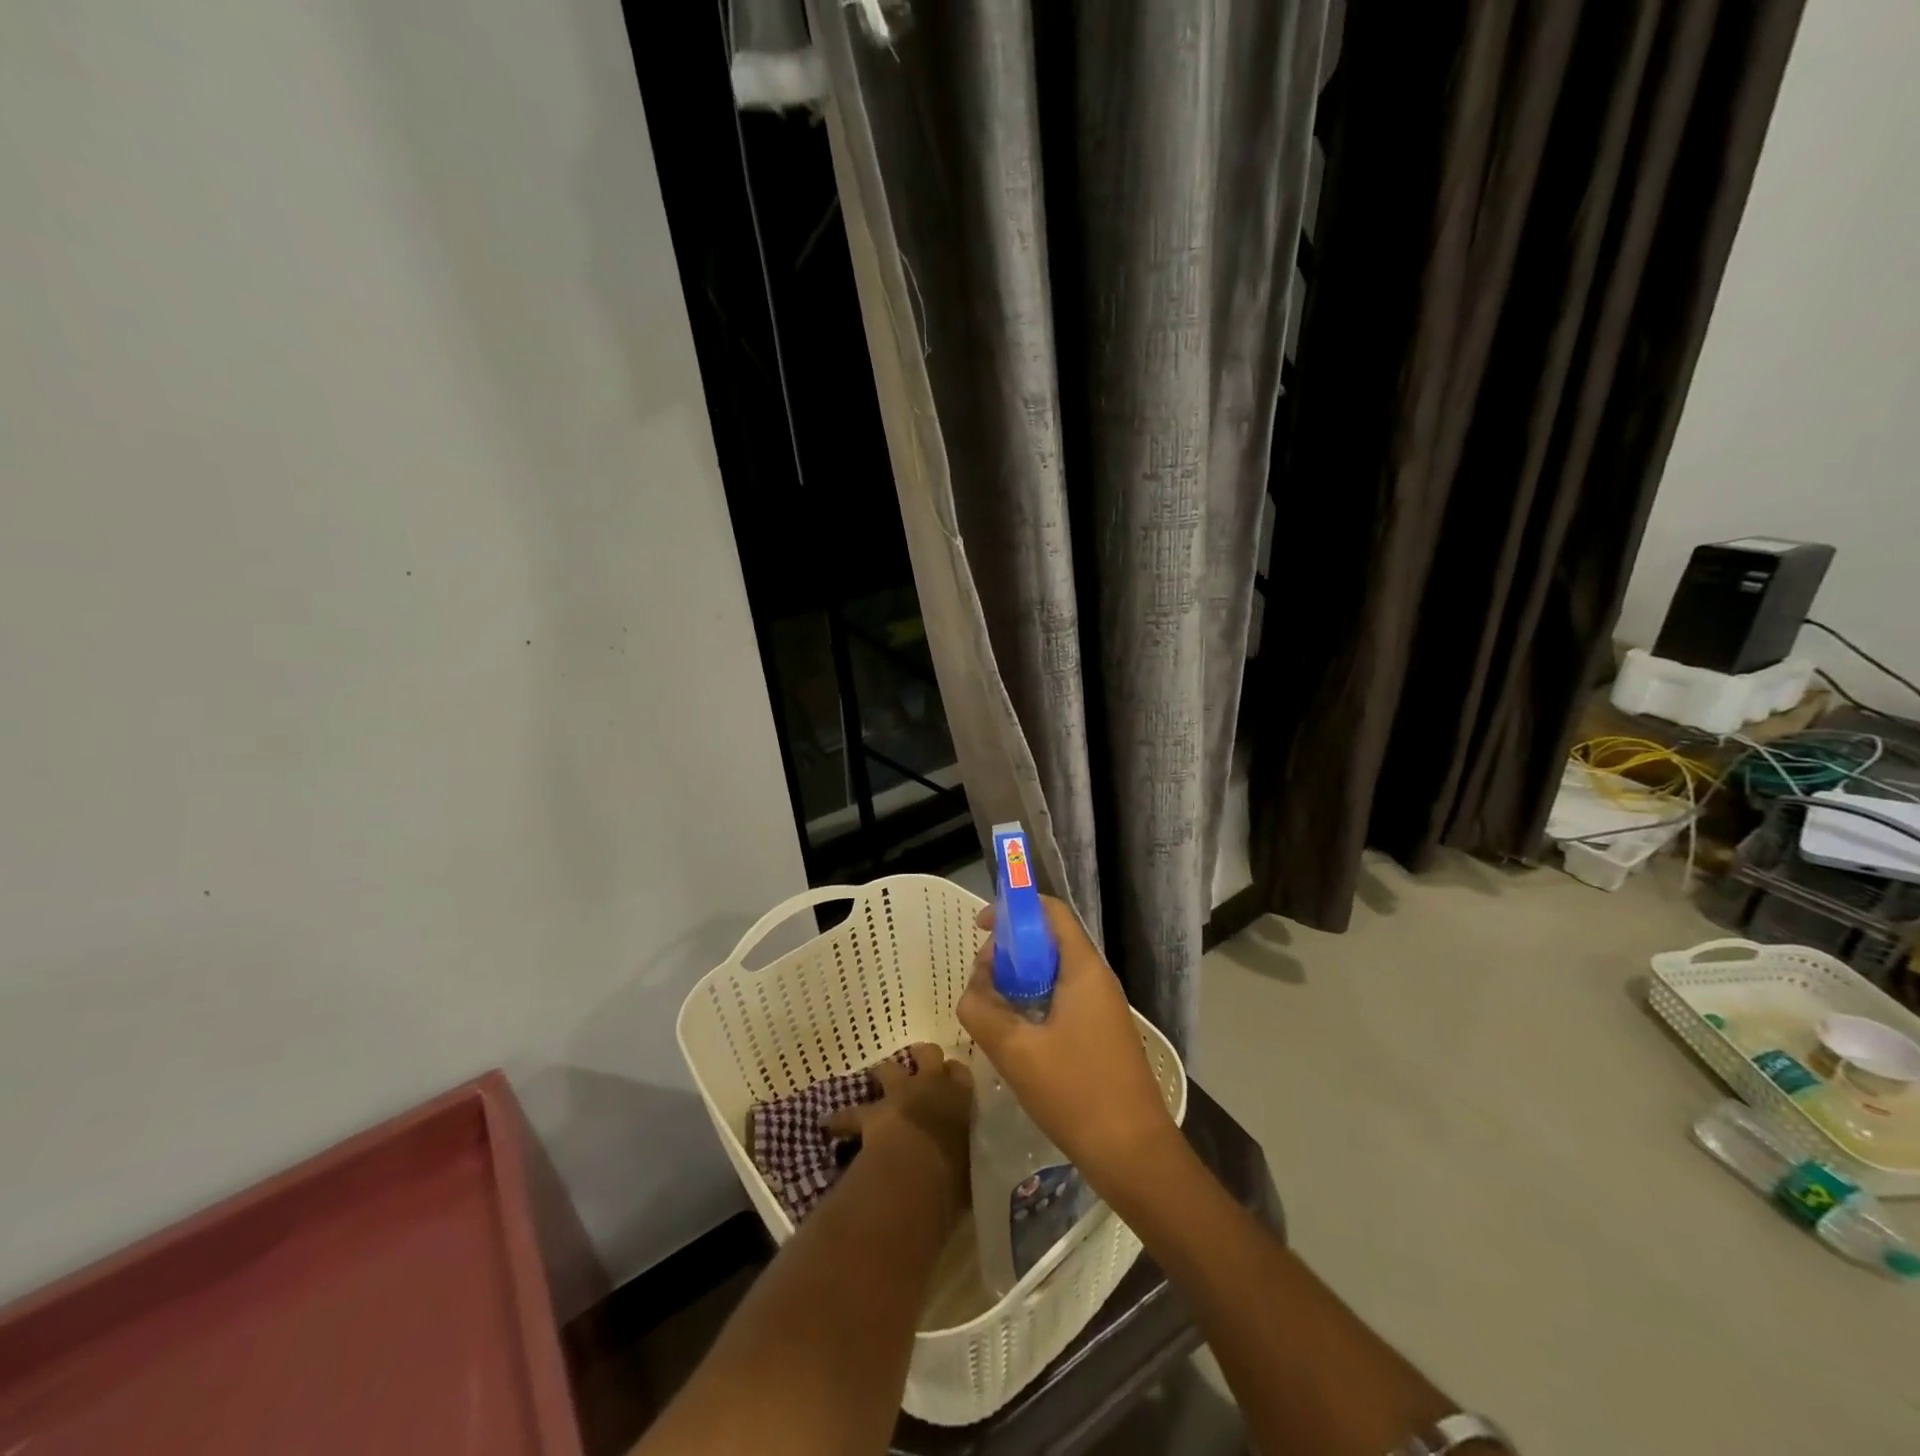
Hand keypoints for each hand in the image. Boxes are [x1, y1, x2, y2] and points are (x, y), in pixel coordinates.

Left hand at [823, 1043, 972, 1213]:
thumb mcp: (971, 1164)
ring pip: (890, 1068)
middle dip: (923, 1057)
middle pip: (928, 1053)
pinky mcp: (872, 1114)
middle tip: (921, 1067)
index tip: (951, 1081)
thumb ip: (967, 1155)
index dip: (953, 1074)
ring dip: (885, 1073)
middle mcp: (930, 1086)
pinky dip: (840, 1120)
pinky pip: (851, 1113)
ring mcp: (899, 1095)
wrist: (917, 1170)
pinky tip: (828, 1125)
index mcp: (960, 1097)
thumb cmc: (955, 1170)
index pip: (960, 1071)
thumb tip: (964, 1165)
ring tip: (879, 1079)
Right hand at [956, 897, 1180, 1196]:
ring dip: (1020, 981)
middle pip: (1049, 941)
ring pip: (1053, 974)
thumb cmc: (1077, 1093)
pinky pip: (1062, 999)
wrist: (1135, 1154)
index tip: (980, 927)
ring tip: (991, 1008)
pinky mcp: (1101, 1033)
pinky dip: (1034, 1003)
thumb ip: (982, 1011)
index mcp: (1083, 969)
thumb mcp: (1016, 1051)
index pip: (1051, 912)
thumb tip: (970, 990)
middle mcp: (1097, 979)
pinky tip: (1015, 1034)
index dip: (1014, 909)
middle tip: (981, 981)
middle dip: (1010, 951)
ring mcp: (1102, 1007)